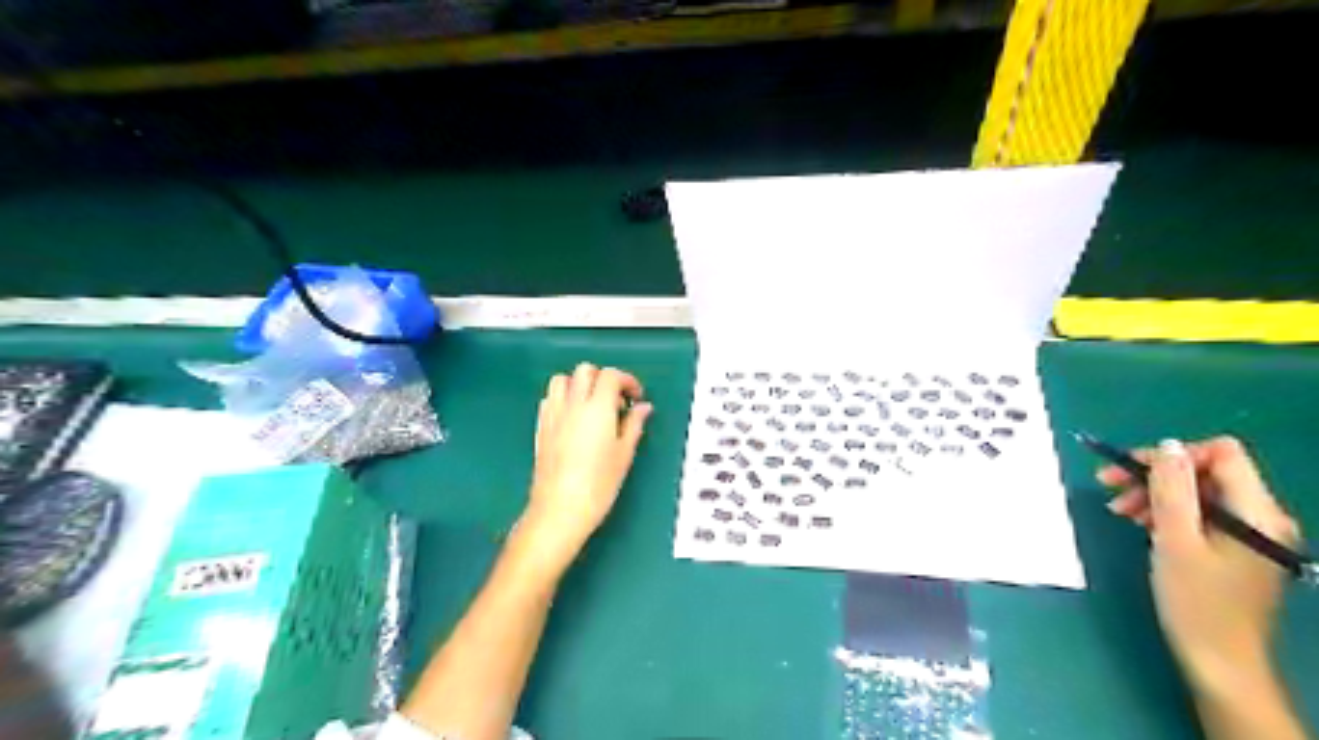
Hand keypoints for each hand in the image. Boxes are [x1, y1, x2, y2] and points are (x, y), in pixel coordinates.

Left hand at [520, 363, 654, 567]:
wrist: (560, 509)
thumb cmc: (598, 484)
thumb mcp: (624, 454)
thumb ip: (634, 425)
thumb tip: (643, 408)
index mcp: (598, 408)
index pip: (611, 375)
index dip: (626, 381)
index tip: (635, 397)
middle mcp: (573, 404)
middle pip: (585, 370)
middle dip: (603, 378)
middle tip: (616, 400)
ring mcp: (553, 414)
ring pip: (562, 380)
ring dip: (579, 384)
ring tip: (592, 405)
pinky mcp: (541, 427)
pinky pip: (549, 399)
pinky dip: (563, 399)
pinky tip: (573, 418)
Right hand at [1106, 437, 1295, 697]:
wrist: (1219, 660)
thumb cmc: (1195, 600)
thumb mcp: (1174, 539)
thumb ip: (1172, 489)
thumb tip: (1166, 446)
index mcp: (1256, 511)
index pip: (1221, 453)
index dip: (1174, 454)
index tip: (1132, 470)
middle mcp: (1262, 516)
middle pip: (1206, 471)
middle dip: (1156, 475)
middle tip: (1109, 485)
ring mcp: (1250, 533)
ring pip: (1199, 492)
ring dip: (1156, 494)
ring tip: (1120, 510)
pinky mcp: (1237, 547)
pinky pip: (1201, 514)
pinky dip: (1168, 512)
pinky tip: (1141, 523)